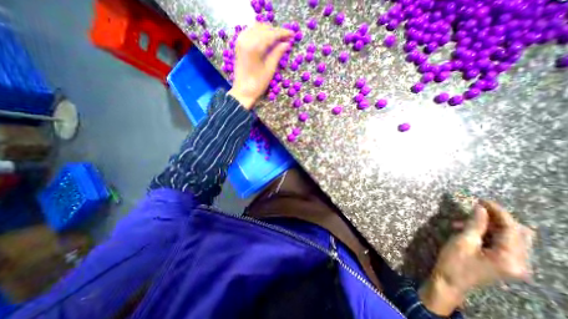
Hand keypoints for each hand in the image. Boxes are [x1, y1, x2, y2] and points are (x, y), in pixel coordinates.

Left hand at [228, 22, 292, 108]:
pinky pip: (250, 32)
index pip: (271, 34)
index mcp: (254, 46)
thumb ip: (277, 54)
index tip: (292, 34)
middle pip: (264, 28)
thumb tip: (287, 43)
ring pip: (257, 28)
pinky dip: (260, 33)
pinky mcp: (239, 44)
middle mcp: (246, 39)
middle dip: (276, 31)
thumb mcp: (270, 69)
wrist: (242, 91)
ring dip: (268, 31)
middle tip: (286, 37)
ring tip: (278, 39)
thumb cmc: (257, 84)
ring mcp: (241, 40)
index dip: (283, 33)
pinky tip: (266, 39)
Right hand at [418, 201, 535, 314]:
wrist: (450, 281)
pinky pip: (502, 243)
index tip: (482, 200)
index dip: (498, 212)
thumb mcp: (463, 241)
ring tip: (463, 222)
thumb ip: (475, 224)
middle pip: (518, 233)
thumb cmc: (454, 261)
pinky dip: (486, 233)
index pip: (512, 229)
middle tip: (475, 209)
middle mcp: (520, 262)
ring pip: (510, 237)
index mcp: (511, 259)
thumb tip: (480, 208)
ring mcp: (513, 264)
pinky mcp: (504, 262)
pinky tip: (466, 230)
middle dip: (497, 218)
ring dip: (488, 225)